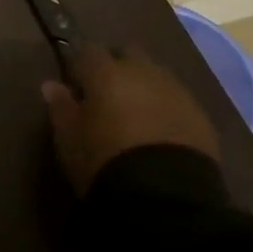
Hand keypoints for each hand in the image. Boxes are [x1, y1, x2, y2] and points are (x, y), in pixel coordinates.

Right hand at [41, 44, 219, 194]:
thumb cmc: (105, 162)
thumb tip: (51, 85)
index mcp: (106, 72)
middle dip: (117, 68)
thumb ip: (61, 107)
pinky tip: (161, 135)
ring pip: (156, 76)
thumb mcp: (70, 140)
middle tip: (108, 96)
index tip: (75, 86)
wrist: (167, 200)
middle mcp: (143, 71)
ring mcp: (176, 91)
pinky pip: (178, 102)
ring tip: (137, 117)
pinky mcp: (201, 116)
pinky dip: (167, 110)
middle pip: (127, 54)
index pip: (87, 51)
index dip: (80, 66)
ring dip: (145, 88)